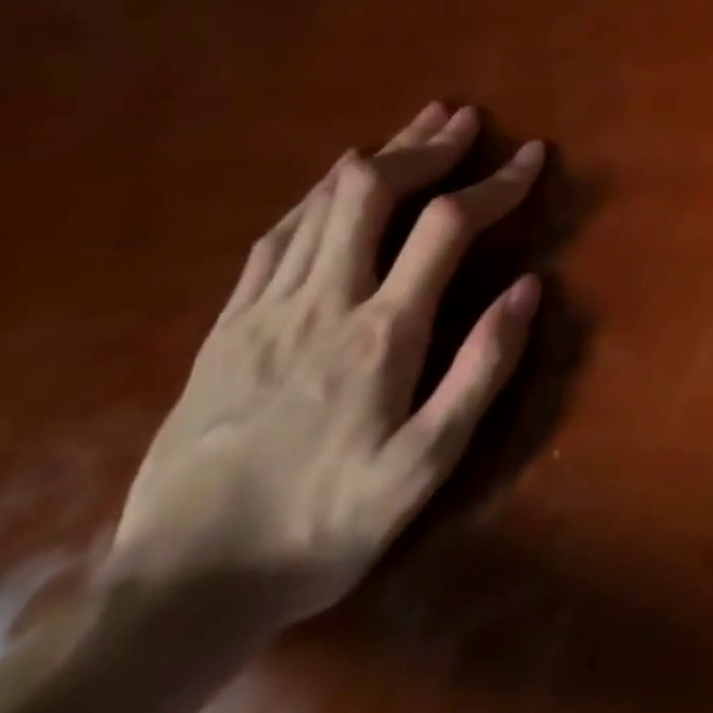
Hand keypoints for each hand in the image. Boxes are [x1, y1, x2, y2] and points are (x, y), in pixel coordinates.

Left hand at [101, 103, 543, 633]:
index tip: (532, 154)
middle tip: (464, 119)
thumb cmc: (323, 524)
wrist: (180, 593)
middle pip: (373, 190)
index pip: (448, 225)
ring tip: (416, 127)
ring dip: (378, 155)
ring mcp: (265, 308)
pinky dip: (318, 194)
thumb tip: (530, 286)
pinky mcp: (226, 326)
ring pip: (324, 201)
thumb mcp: (425, 467)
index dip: (496, 180)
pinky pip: (277, 235)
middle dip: (426, 145)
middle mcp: (323, 300)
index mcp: (380, 332)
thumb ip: (483, 370)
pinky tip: (335, 182)